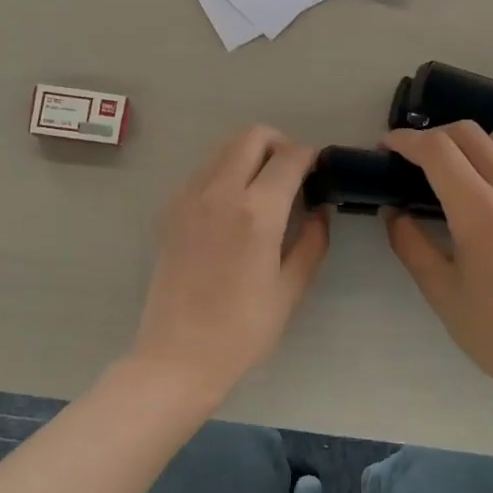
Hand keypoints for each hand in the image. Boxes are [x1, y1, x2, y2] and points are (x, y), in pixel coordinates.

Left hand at [129, 126, 330, 409]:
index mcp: (256, 211)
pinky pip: (204, 172)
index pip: (290, 158)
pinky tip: (236, 208)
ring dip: (251, 156)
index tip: (321, 172)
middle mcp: (219, 192)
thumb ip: (312, 242)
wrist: (177, 356)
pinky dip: (226, 172)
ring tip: (266, 191)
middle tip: (295, 176)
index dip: (311, 157)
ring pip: (224, 149)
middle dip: (280, 144)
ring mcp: (189, 198)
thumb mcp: (290, 289)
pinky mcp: (171, 212)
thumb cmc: (242, 331)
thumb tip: (320, 212)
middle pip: (252, 136)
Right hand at [383, 119, 492, 419]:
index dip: (406, 141)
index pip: (438, 150)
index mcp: (482, 214)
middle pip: (469, 133)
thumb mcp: (441, 292)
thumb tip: (393, 211)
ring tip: (473, 169)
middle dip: (434, 138)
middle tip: (418, 162)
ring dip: (483, 139)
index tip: (389, 147)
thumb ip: (410, 244)